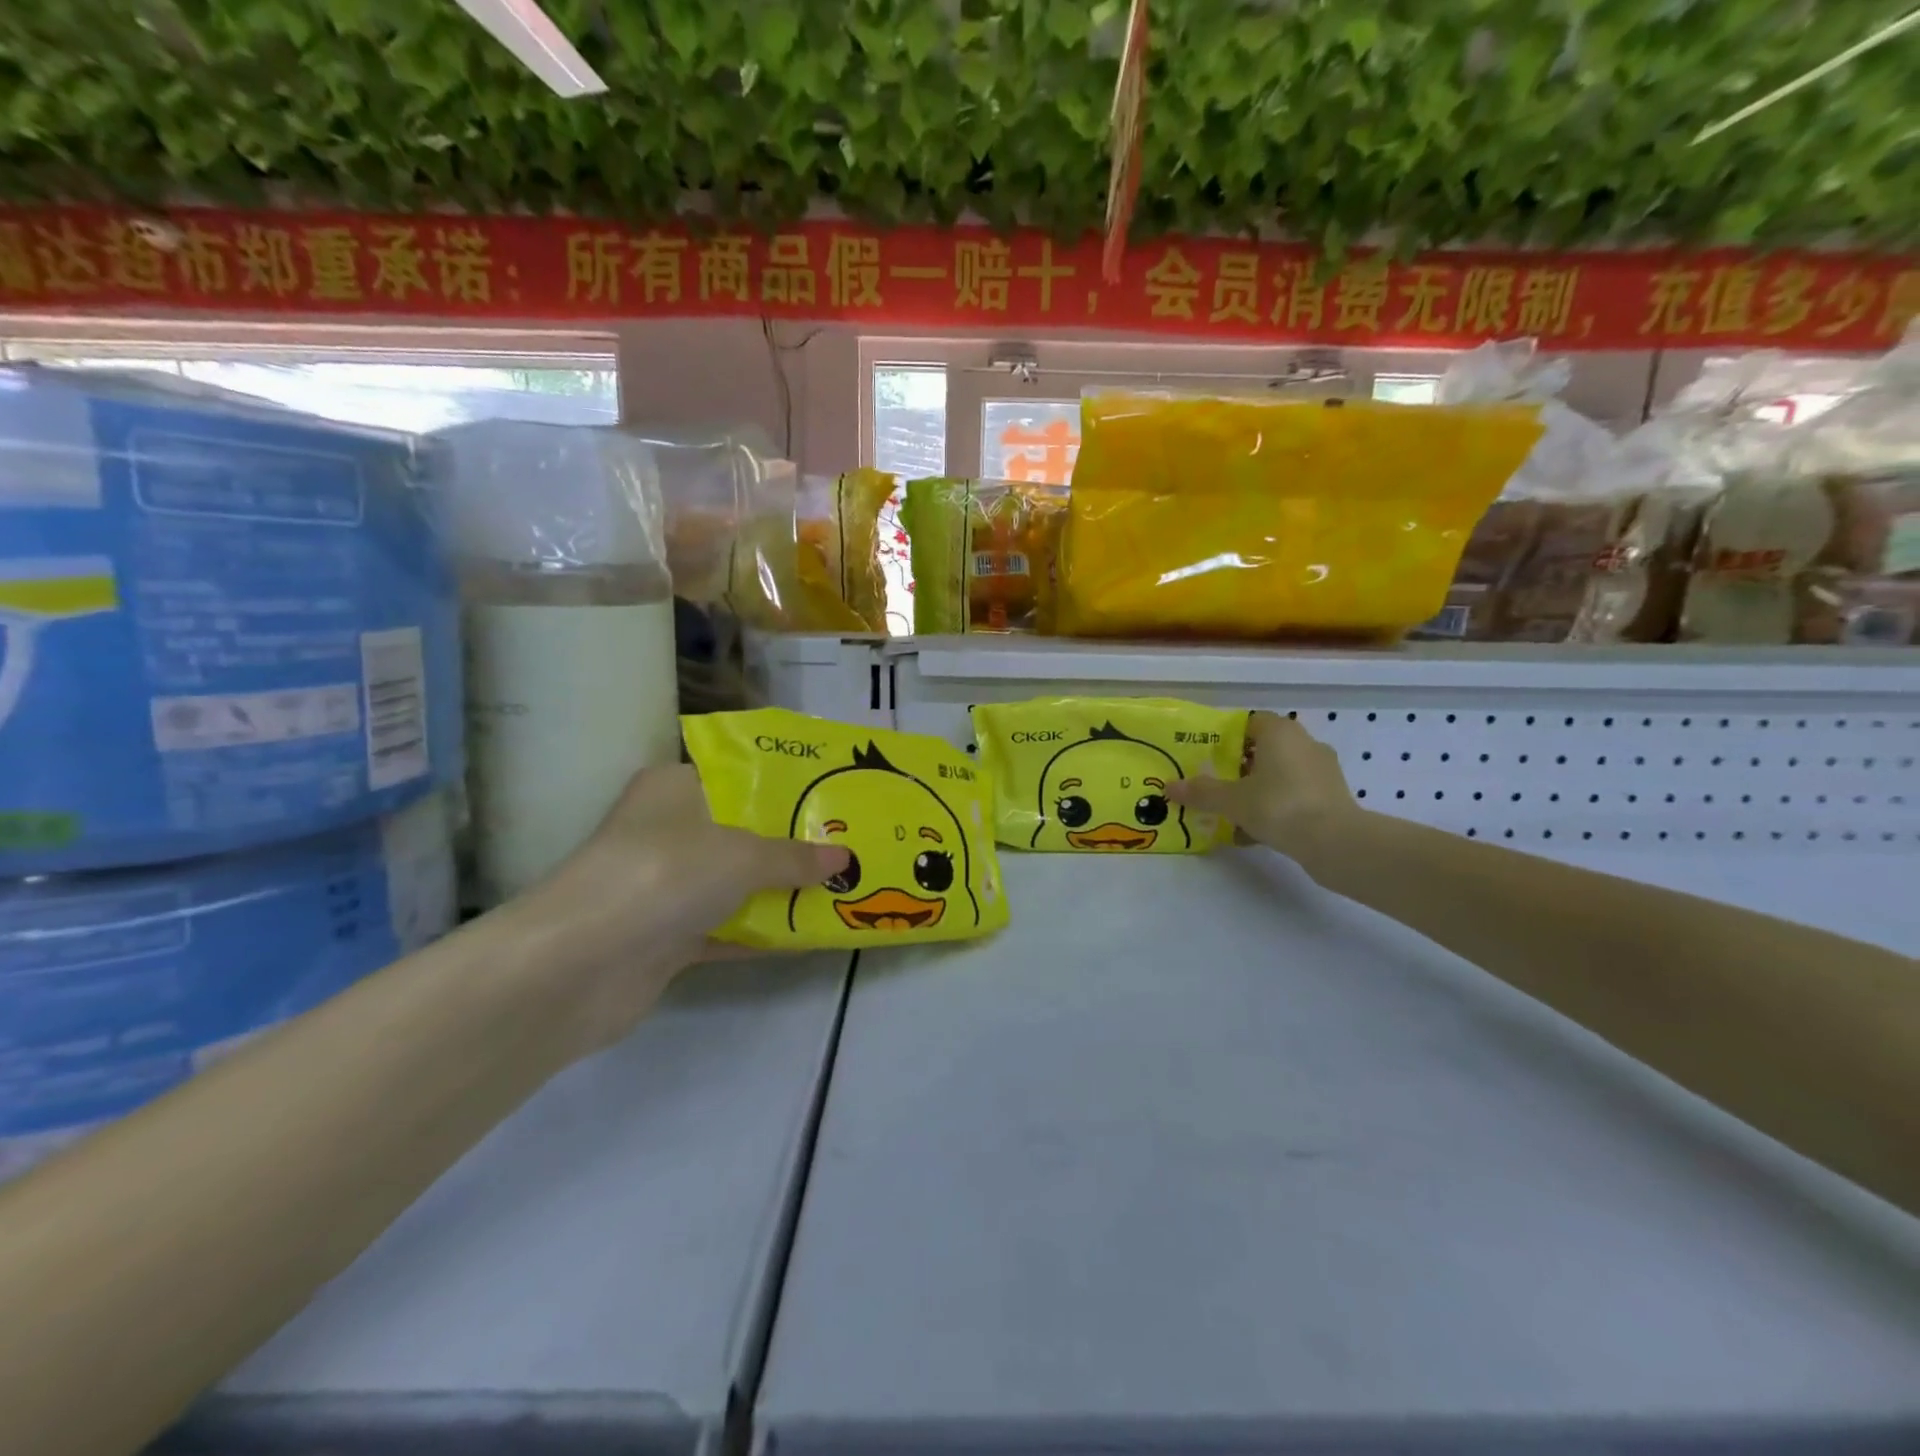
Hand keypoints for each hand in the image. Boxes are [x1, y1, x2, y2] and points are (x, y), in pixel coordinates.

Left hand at [517, 764, 851, 1048]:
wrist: (577, 968)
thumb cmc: (662, 875)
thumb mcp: (741, 855)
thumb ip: (794, 856)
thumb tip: (844, 859)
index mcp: (674, 788)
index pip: (738, 774)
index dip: (787, 784)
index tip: (833, 792)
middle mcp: (668, 831)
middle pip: (743, 831)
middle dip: (794, 842)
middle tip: (849, 843)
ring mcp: (665, 886)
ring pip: (737, 883)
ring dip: (783, 891)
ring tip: (844, 887)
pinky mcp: (666, 937)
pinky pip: (728, 928)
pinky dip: (763, 932)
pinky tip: (812, 935)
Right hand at [1167, 712, 1362, 857]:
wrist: (1336, 842)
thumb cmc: (1279, 806)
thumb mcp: (1232, 800)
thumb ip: (1201, 792)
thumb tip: (1170, 787)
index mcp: (1281, 733)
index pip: (1250, 722)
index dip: (1227, 737)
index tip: (1207, 757)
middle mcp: (1305, 744)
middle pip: (1263, 750)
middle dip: (1239, 768)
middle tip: (1215, 785)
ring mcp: (1321, 771)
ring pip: (1279, 775)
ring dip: (1256, 791)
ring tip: (1231, 813)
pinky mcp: (1331, 798)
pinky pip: (1293, 796)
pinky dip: (1275, 809)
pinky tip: (1254, 833)